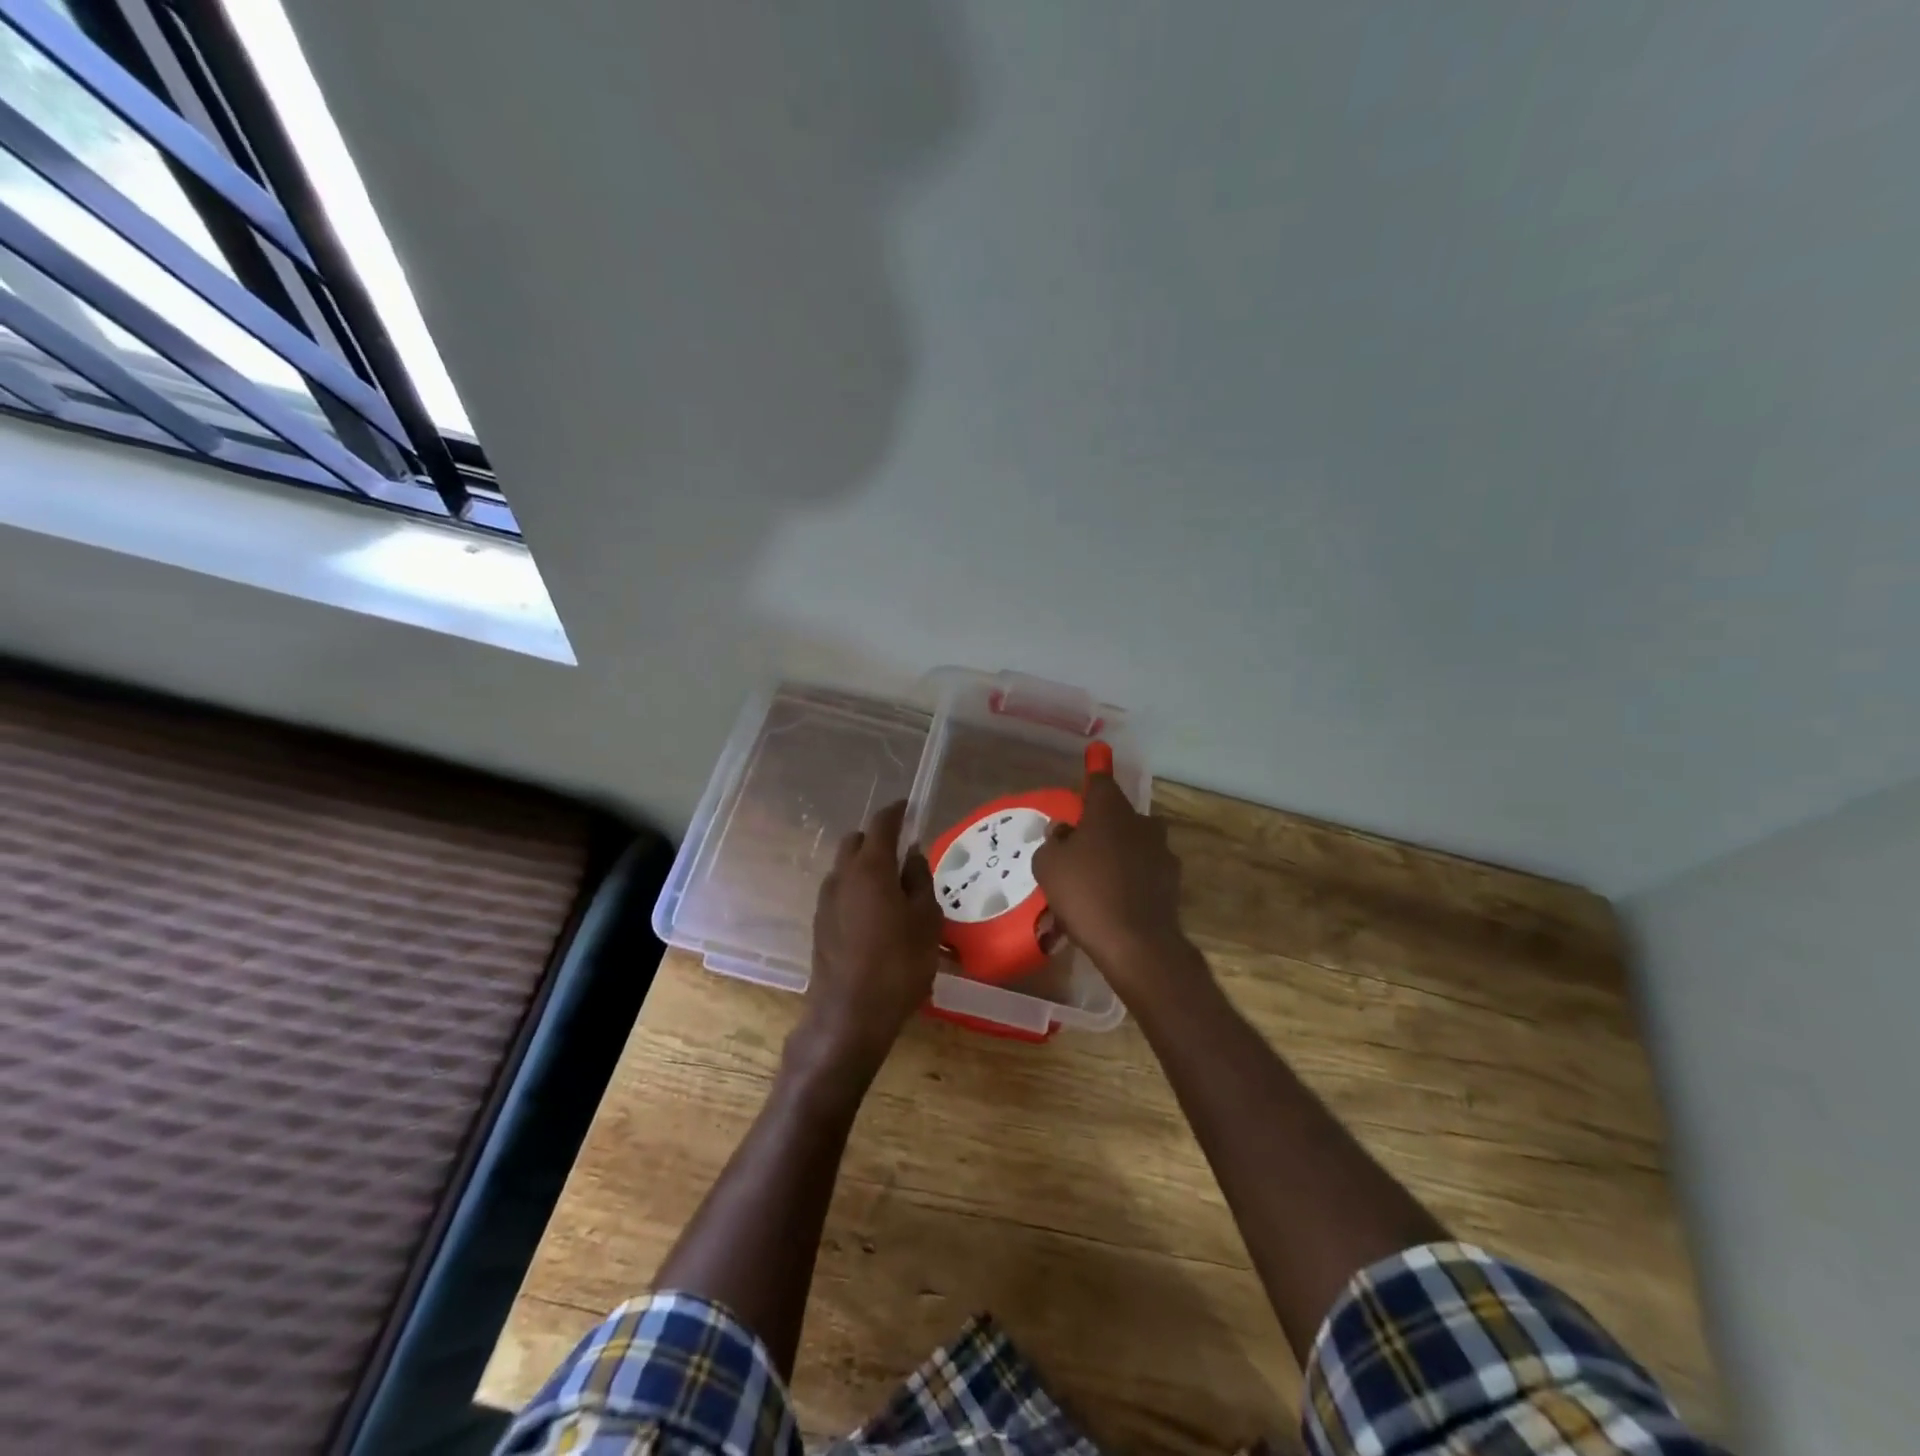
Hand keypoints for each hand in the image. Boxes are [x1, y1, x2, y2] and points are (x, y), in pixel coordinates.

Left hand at [797, 800, 942, 1077]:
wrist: (850, 1015)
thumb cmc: (899, 964)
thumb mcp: (926, 920)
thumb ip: (920, 880)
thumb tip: (912, 855)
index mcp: (870, 868)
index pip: (882, 824)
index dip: (897, 811)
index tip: (910, 807)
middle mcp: (842, 876)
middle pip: (856, 841)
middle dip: (878, 837)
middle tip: (903, 850)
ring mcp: (826, 900)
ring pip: (845, 866)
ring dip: (865, 864)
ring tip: (892, 885)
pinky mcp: (819, 924)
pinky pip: (840, 890)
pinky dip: (856, 887)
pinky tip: (875, 912)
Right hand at [1032, 771, 1193, 1001]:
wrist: (1136, 943)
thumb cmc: (1085, 893)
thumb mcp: (1048, 866)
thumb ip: (1053, 842)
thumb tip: (1064, 832)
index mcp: (1110, 811)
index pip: (1100, 782)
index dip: (1094, 772)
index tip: (1095, 758)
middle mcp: (1141, 824)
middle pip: (1119, 815)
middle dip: (1103, 824)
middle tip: (1082, 846)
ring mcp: (1161, 853)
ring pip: (1134, 844)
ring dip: (1119, 853)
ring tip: (1098, 880)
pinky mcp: (1172, 882)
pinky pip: (1144, 872)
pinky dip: (1132, 880)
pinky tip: (1115, 902)